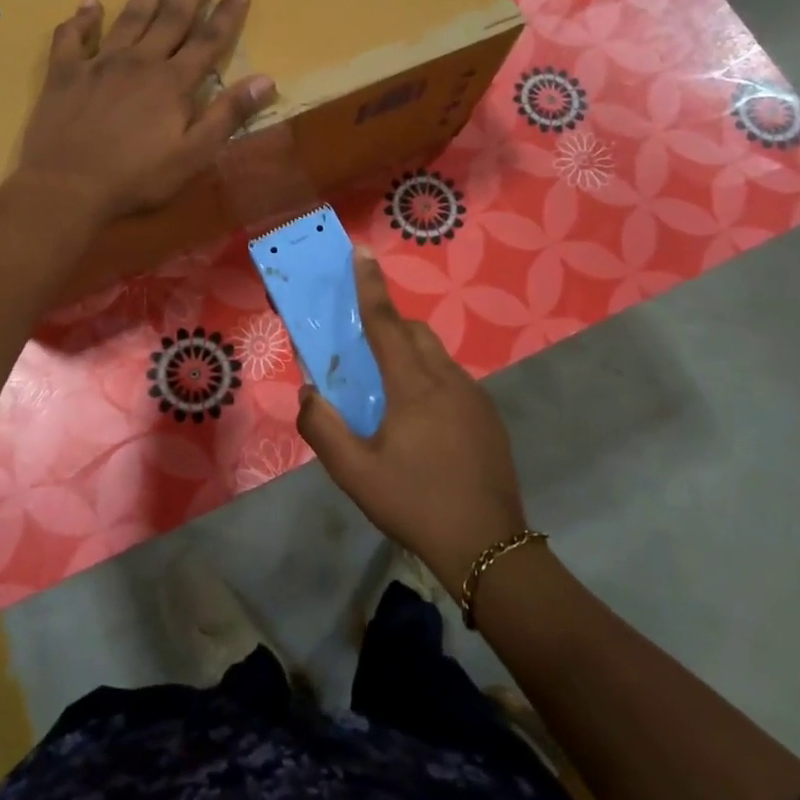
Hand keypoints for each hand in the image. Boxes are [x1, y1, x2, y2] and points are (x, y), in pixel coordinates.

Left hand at [18, 0, 274, 223]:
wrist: (67, 186)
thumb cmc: (136, 178)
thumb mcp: (193, 155)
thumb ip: (227, 116)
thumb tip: (266, 80)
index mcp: (172, 83)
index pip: (207, 41)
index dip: (226, 15)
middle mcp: (138, 62)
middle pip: (170, 20)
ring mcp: (98, 63)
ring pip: (128, 19)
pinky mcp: (65, 74)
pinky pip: (72, 37)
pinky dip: (81, 18)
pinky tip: (88, 2)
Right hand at [297, 253, 528, 594]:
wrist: (487, 547)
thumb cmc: (415, 503)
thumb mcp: (355, 474)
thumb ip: (323, 428)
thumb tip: (310, 393)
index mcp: (415, 386)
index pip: (387, 324)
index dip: (371, 287)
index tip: (363, 252)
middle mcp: (449, 380)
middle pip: (415, 334)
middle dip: (389, 325)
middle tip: (363, 345)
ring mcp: (475, 398)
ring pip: (437, 357)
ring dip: (410, 355)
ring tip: (389, 391)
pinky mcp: (489, 418)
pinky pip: (452, 381)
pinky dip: (430, 380)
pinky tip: (421, 423)